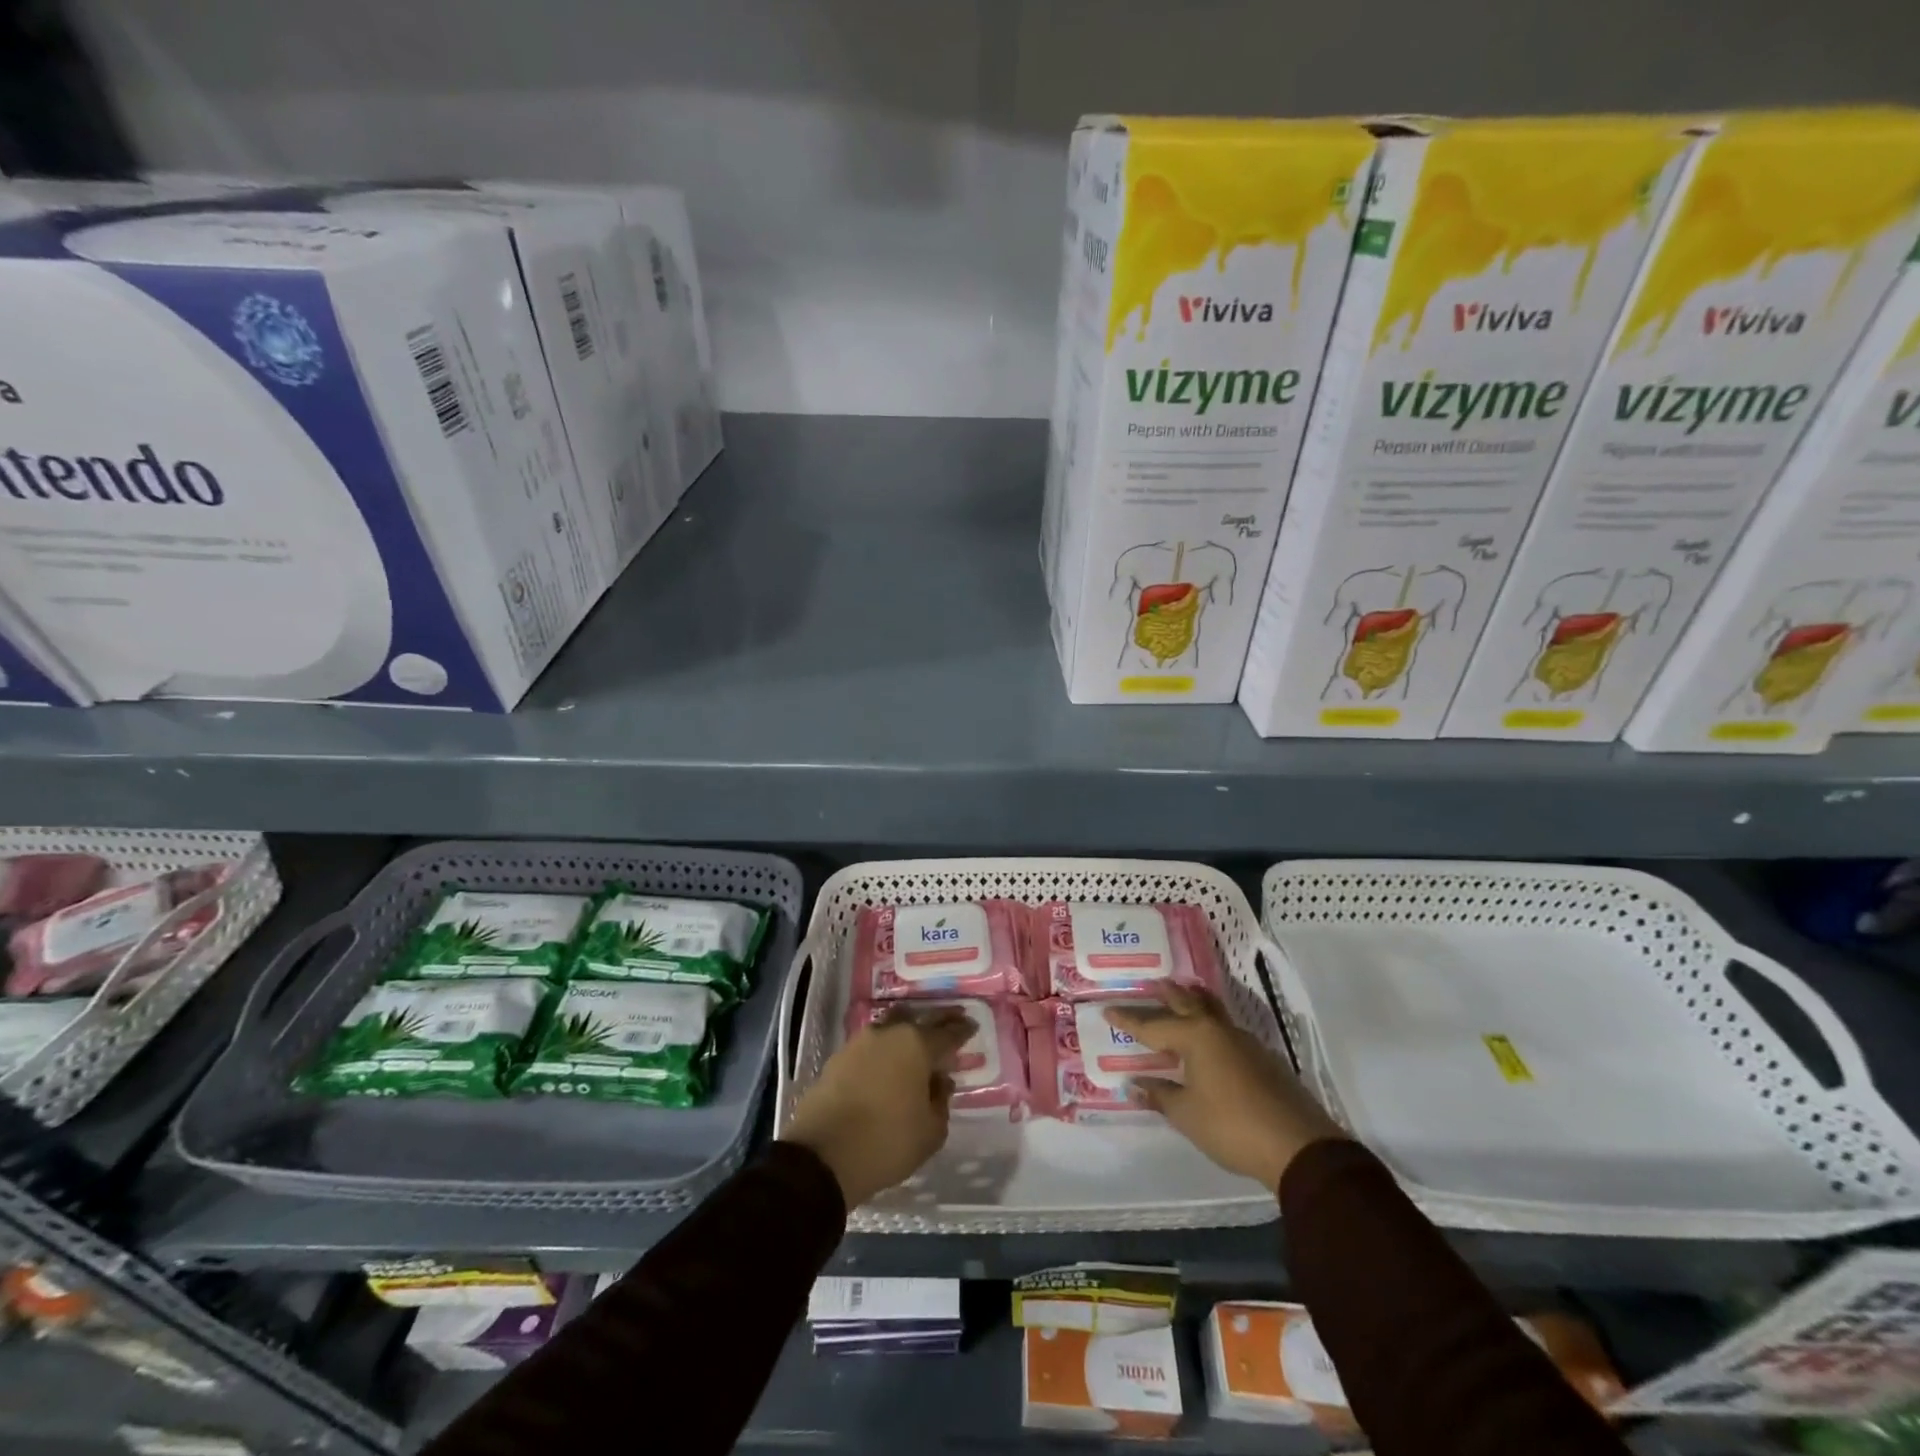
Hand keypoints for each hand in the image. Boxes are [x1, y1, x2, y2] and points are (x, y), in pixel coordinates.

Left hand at [781, 1006, 973, 1208]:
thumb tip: (939, 1082)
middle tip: (949, 1022)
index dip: (962, 1030)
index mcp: (917, 1045)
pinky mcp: (837, 1059)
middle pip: (917, 1019)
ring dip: (904, 1034)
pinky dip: (882, 1052)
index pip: (947, 1033)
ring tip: (915, 1046)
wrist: (822, 1156)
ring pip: (890, 1029)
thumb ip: (940, 1102)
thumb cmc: (887, 1142)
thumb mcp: (930, 1132)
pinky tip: (886, 1065)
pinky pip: (869, 1047)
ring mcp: (859, 1043)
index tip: (971, 1026)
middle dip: (935, 1021)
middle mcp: (889, 1034)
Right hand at [1107, 984, 1340, 1190]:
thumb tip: (1133, 1084)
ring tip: (1185, 995)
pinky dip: (1213, 1027)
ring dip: (1196, 1003)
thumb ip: (1159, 1095)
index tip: (1108, 1010)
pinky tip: (1213, 1040)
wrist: (1298, 1147)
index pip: (1153, 1026)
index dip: (1129, 1020)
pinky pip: (1229, 1032)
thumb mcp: (1186, 1114)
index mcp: (1196, 1037)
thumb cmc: (1231, 1126)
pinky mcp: (1264, 1060)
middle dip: (1169, 995)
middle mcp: (1219, 1031)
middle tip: (1154, 982)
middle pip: (1189, 1004)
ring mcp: (1246, 1043)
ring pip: (1214, 1013)